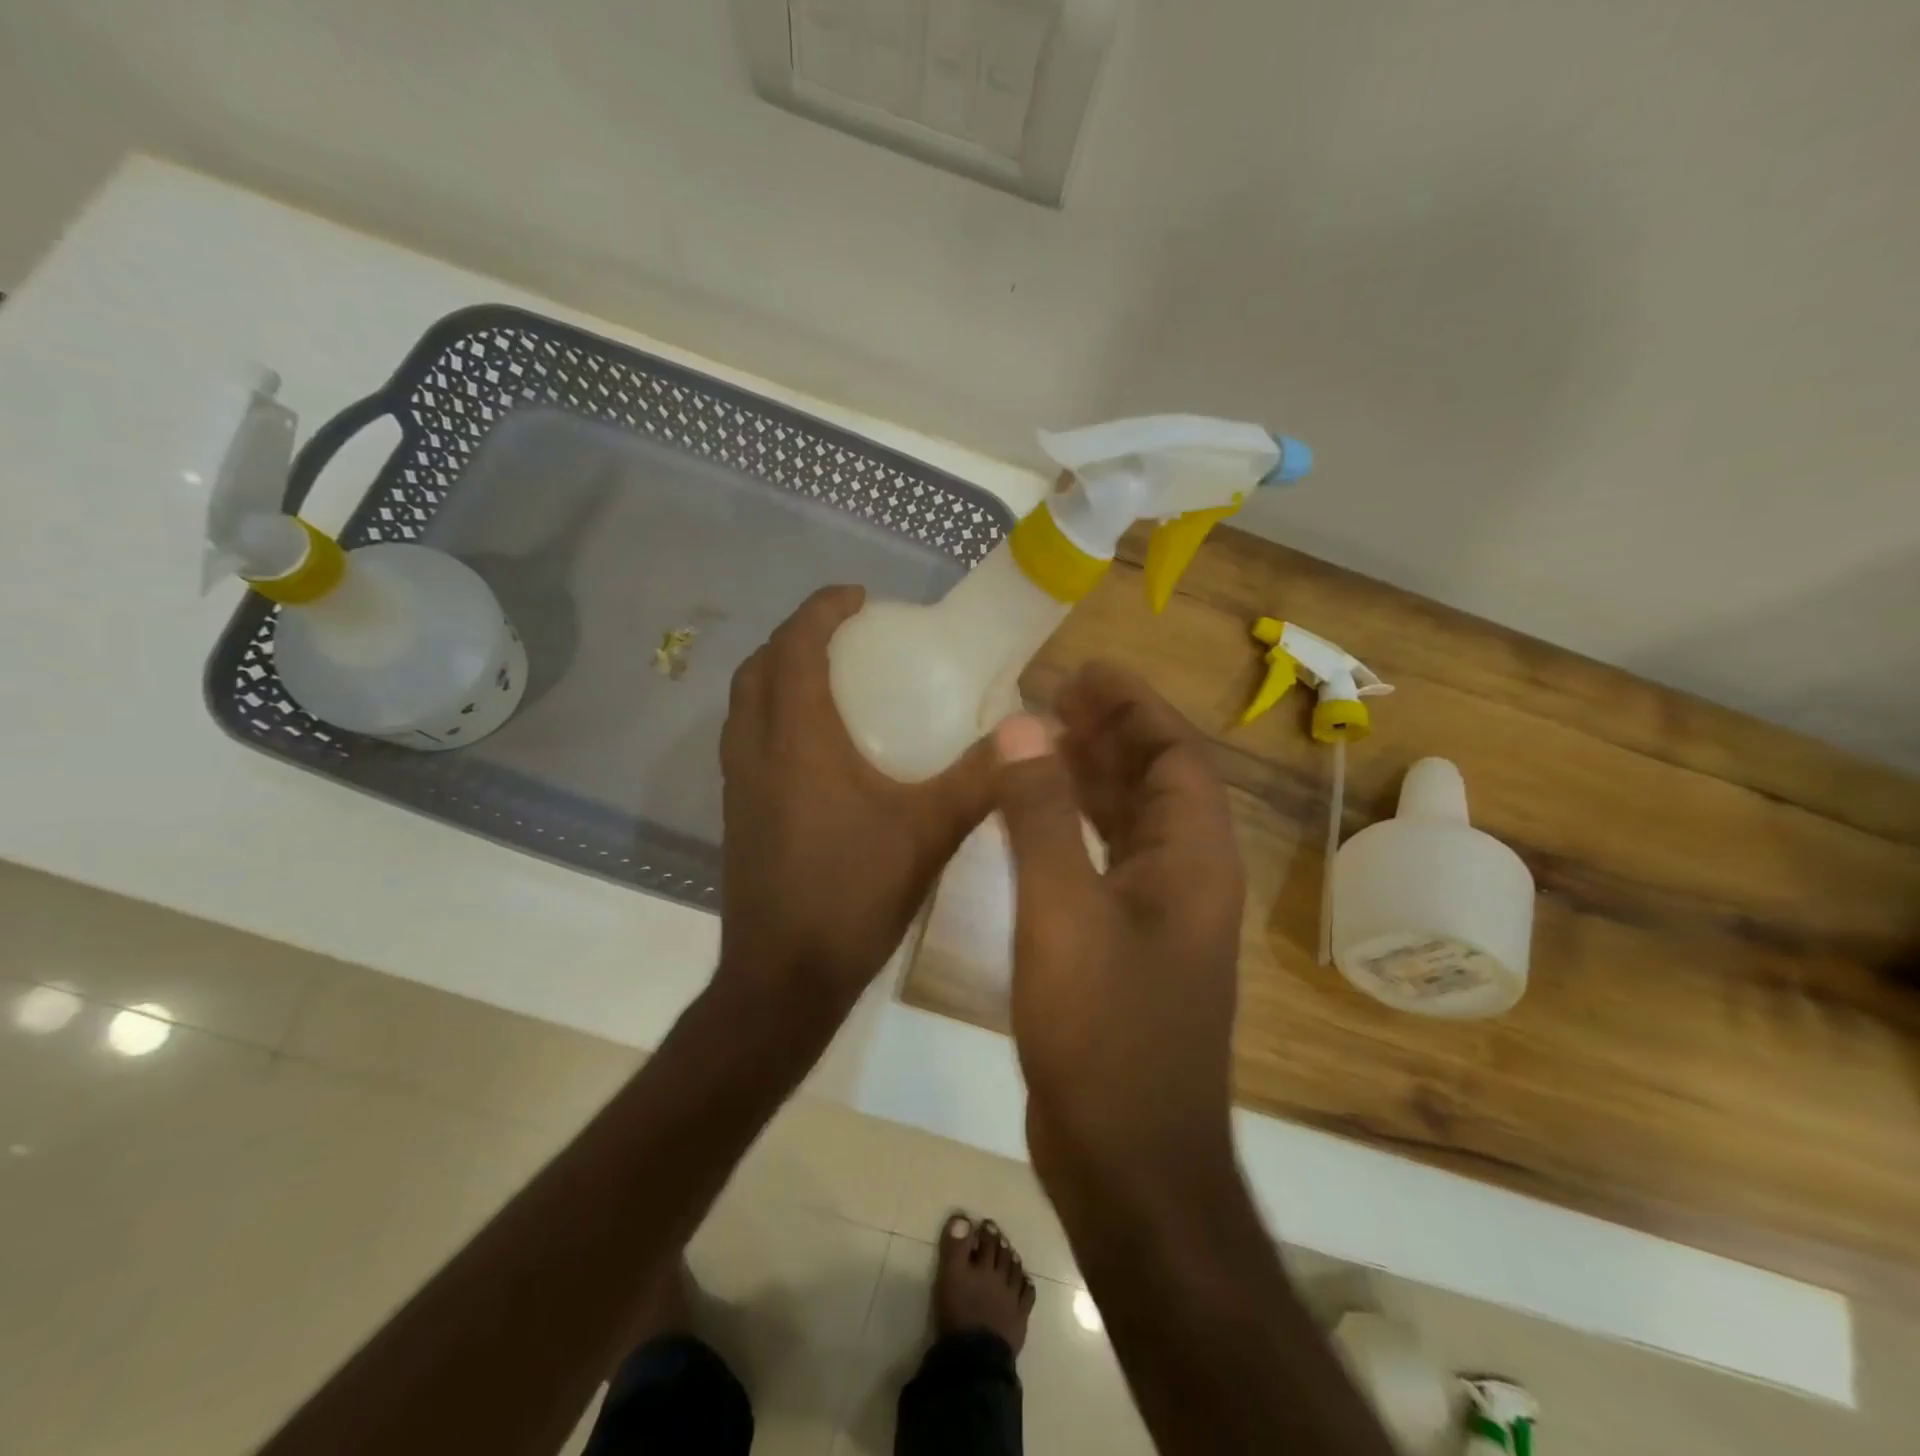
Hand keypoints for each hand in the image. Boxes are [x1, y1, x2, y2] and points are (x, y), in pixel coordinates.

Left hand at [718, 586, 994, 1020]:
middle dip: (797, 637)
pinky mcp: (738, 814)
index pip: (795, 646)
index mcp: (796, 739)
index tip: (860, 596)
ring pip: (746, 704)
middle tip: (847, 636)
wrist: (784, 980)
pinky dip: (775, 716)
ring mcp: (738, 785)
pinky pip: (748, 740)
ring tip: (832, 680)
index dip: (822, 609)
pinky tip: (819, 747)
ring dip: (780, 675)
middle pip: (759, 667)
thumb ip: (980, 778)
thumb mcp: (929, 832)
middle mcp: (755, 750)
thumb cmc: (854, 895)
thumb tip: (1033, 731)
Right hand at [992, 663, 1245, 1187]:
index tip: (1086, 670)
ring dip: (1093, 775)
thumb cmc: (1103, 1031)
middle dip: (1111, 732)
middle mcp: (1187, 878)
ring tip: (1041, 738)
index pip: (1176, 754)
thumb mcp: (1062, 911)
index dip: (1135, 705)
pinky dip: (1077, 825)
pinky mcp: (1125, 945)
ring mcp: (1158, 915)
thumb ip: (1041, 814)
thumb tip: (1022, 726)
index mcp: (1193, 859)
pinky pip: (1106, 860)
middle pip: (1157, 781)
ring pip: (1131, 821)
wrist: (1129, 1161)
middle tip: (1055, 695)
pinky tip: (1036, 814)